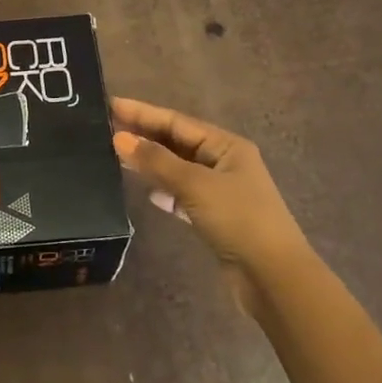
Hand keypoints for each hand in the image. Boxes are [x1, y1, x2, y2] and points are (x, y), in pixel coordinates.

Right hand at [110, 97, 313, 311]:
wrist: (274, 277)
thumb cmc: (239, 220)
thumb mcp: (195, 185)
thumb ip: (156, 161)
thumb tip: (120, 138)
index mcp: (226, 145)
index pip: (177, 122)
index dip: (143, 113)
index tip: (111, 105)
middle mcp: (225, 163)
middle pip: (177, 143)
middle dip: (145, 136)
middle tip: (107, 128)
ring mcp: (221, 191)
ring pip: (179, 170)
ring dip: (152, 163)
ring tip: (117, 157)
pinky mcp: (216, 218)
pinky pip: (183, 196)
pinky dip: (165, 192)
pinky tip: (148, 194)